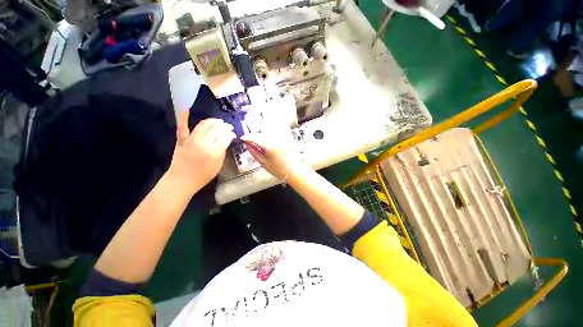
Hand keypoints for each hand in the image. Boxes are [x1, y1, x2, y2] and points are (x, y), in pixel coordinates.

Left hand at [168, 110, 235, 192]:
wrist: (181, 180)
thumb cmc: (203, 176)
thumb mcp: (218, 166)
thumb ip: (222, 152)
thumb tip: (226, 142)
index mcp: (214, 152)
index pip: (226, 137)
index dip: (231, 134)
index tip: (233, 134)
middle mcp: (203, 143)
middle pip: (217, 128)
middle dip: (225, 126)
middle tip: (228, 127)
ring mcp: (191, 140)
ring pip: (204, 124)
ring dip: (213, 121)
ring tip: (219, 122)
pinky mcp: (181, 139)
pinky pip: (183, 126)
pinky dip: (184, 117)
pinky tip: (186, 108)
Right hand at [241, 132, 301, 179]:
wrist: (293, 170)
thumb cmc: (278, 169)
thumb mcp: (263, 162)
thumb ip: (254, 152)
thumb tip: (248, 145)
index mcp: (269, 145)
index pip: (254, 137)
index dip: (247, 137)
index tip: (243, 138)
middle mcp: (276, 138)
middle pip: (262, 128)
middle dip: (255, 132)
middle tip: (252, 138)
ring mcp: (283, 136)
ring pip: (270, 126)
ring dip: (263, 130)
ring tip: (261, 137)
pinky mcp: (287, 136)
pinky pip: (278, 129)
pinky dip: (272, 130)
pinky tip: (270, 137)